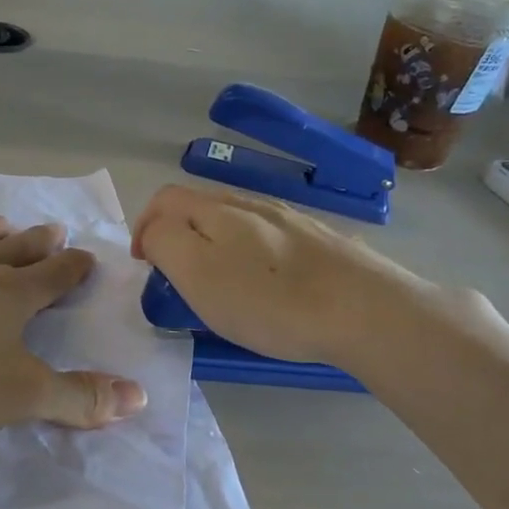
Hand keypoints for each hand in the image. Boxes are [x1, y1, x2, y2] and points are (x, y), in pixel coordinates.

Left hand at [0, 216, 147, 432]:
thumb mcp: (23, 395)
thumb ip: (80, 398)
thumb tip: (140, 397)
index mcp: (8, 298)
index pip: (52, 278)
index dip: (72, 269)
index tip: (87, 256)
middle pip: (11, 255)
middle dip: (36, 245)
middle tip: (54, 228)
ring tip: (2, 220)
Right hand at [131, 184, 437, 365]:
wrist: (365, 310)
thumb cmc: (269, 300)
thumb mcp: (197, 273)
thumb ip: (164, 243)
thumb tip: (155, 232)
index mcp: (216, 210)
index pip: (164, 199)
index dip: (144, 226)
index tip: (144, 265)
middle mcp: (251, 203)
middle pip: (199, 205)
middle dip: (177, 233)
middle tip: (176, 276)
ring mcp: (289, 219)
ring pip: (235, 221)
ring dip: (213, 243)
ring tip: (218, 282)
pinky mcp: (319, 240)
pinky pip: (268, 238)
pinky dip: (249, 254)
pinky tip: (265, 283)